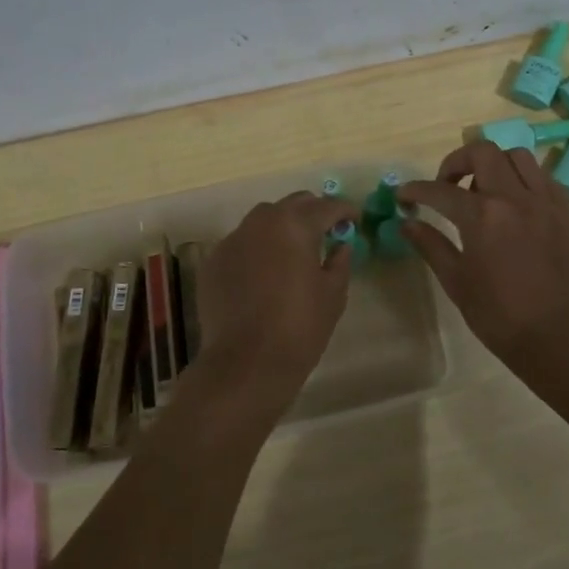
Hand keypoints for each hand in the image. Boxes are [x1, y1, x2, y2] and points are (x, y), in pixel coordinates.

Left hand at [193, 191, 354, 412]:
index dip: (344, 210)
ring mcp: (232, 240)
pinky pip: (241, 243)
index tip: (354, 218)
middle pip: (293, 204)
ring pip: (263, 220)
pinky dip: (257, 248)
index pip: (326, 206)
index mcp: (295, 225)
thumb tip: (340, 245)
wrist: (246, 364)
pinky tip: (263, 272)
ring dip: (282, 226)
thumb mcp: (333, 295)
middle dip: (312, 212)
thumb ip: (339, 262)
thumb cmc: (299, 328)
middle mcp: (261, 222)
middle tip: (326, 230)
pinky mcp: (214, 261)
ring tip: (293, 249)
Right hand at [399, 142, 568, 381]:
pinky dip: (522, 180)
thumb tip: (406, 223)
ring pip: (518, 156)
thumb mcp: (457, 282)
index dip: (416, 190)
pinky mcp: (566, 213)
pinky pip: (543, 178)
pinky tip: (514, 205)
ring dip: (494, 164)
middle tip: (446, 186)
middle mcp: (515, 198)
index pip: (440, 190)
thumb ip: (431, 245)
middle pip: (483, 152)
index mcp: (483, 216)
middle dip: (456, 162)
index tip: (404, 196)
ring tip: (484, 191)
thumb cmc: (500, 316)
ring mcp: (545, 202)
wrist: (560, 339)